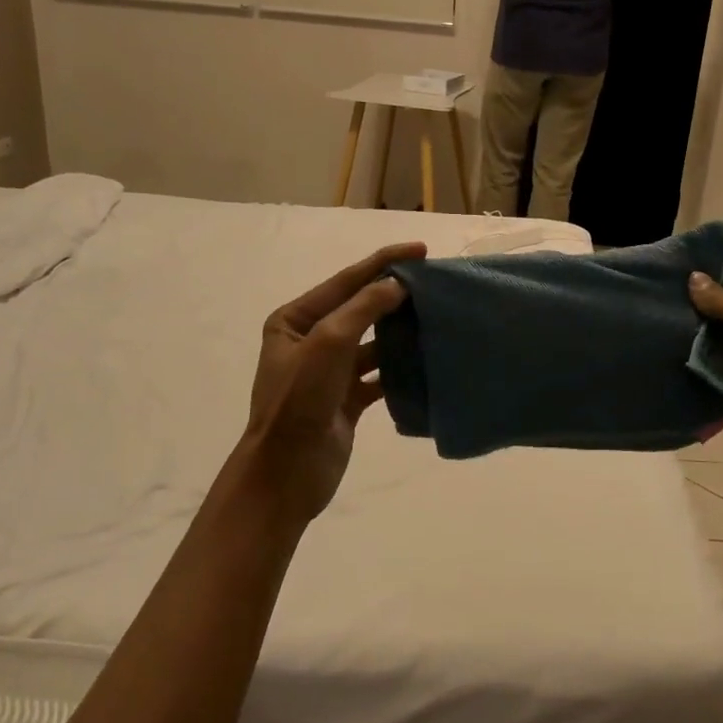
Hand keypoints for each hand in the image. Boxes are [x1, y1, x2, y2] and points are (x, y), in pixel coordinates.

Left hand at [234, 243, 426, 527]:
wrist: (287, 471)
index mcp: (295, 320)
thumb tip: (397, 284)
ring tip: (435, 318)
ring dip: (399, 331)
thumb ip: (364, 307)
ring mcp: (329, 372)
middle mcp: (311, 341)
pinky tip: (425, 360)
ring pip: (372, 342)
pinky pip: (379, 374)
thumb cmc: (300, 399)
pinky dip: (399, 367)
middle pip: (360, 309)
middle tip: (434, 284)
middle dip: (394, 295)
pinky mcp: (347, 399)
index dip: (383, 262)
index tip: (421, 251)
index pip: (345, 281)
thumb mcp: (328, 343)